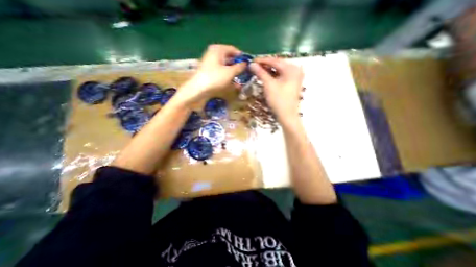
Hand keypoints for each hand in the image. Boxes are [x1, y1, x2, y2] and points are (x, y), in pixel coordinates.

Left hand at [178, 44, 244, 102]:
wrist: (198, 89)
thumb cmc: (215, 78)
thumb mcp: (230, 72)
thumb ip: (239, 67)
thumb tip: (245, 64)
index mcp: (218, 49)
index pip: (233, 49)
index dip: (241, 57)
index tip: (248, 64)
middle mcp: (213, 52)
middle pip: (229, 57)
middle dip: (236, 65)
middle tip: (243, 72)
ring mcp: (209, 61)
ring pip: (224, 64)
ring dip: (232, 70)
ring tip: (238, 78)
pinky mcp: (208, 69)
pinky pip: (220, 69)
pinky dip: (225, 74)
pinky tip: (230, 80)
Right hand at [251, 57, 302, 124]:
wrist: (287, 116)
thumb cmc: (278, 100)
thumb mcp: (269, 85)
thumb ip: (260, 73)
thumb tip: (251, 64)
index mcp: (291, 68)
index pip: (274, 60)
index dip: (262, 60)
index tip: (251, 61)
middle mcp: (295, 70)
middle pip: (277, 65)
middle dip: (265, 66)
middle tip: (254, 67)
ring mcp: (295, 77)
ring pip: (279, 71)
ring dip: (269, 71)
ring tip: (258, 71)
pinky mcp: (292, 84)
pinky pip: (281, 76)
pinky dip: (273, 76)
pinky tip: (266, 77)